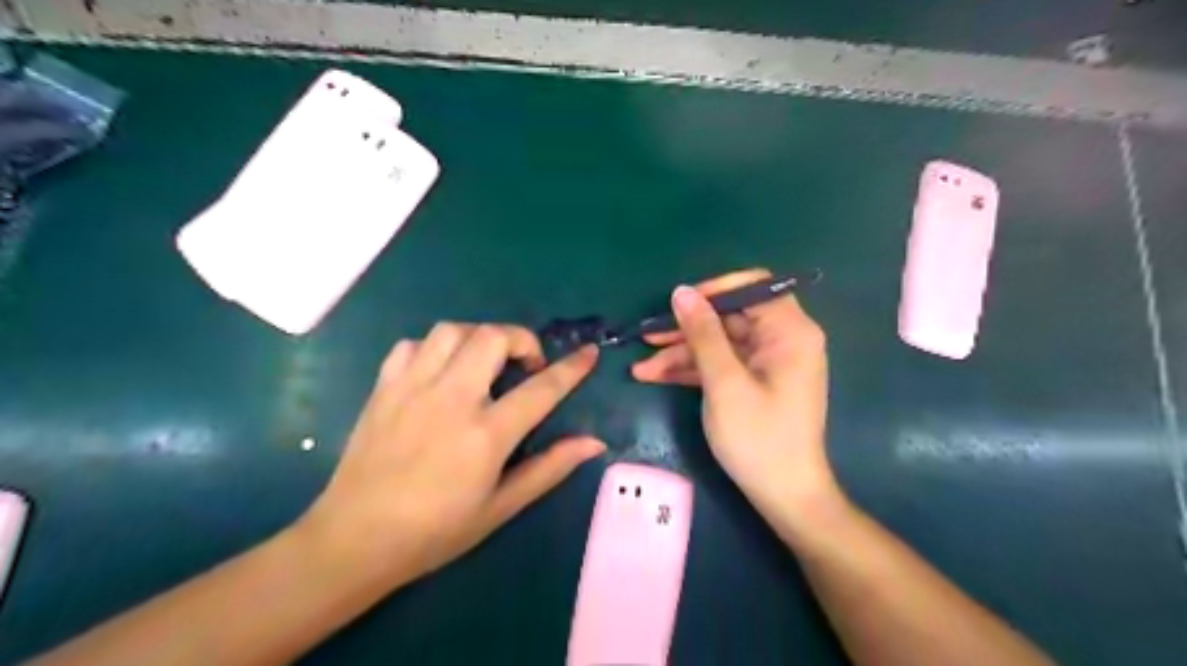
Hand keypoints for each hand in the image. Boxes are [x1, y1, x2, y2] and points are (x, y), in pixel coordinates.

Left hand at [301, 321, 603, 587]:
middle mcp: (451, 399)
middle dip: (522, 340)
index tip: (589, 353)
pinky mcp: (383, 388)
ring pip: (452, 330)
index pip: (541, 389)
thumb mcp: (501, 507)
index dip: (572, 368)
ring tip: (485, 364)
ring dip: (479, 338)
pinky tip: (440, 372)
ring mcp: (412, 388)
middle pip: (493, 337)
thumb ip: (549, 468)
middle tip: (526, 367)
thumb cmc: (435, 532)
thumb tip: (593, 442)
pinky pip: (412, 345)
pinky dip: (435, 348)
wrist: (354, 540)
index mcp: (485, 434)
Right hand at [629, 268, 833, 521]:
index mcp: (789, 331)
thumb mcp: (724, 383)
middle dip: (685, 330)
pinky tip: (655, 377)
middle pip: (728, 317)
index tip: (678, 304)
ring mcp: (766, 362)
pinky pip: (720, 364)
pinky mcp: (754, 381)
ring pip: (718, 343)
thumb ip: (703, 333)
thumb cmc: (759, 438)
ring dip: (681, 354)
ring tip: (641, 368)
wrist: (784, 496)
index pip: (752, 286)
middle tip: (646, 337)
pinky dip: (692, 370)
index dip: (712, 290)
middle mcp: (781, 339)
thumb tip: (681, 292)